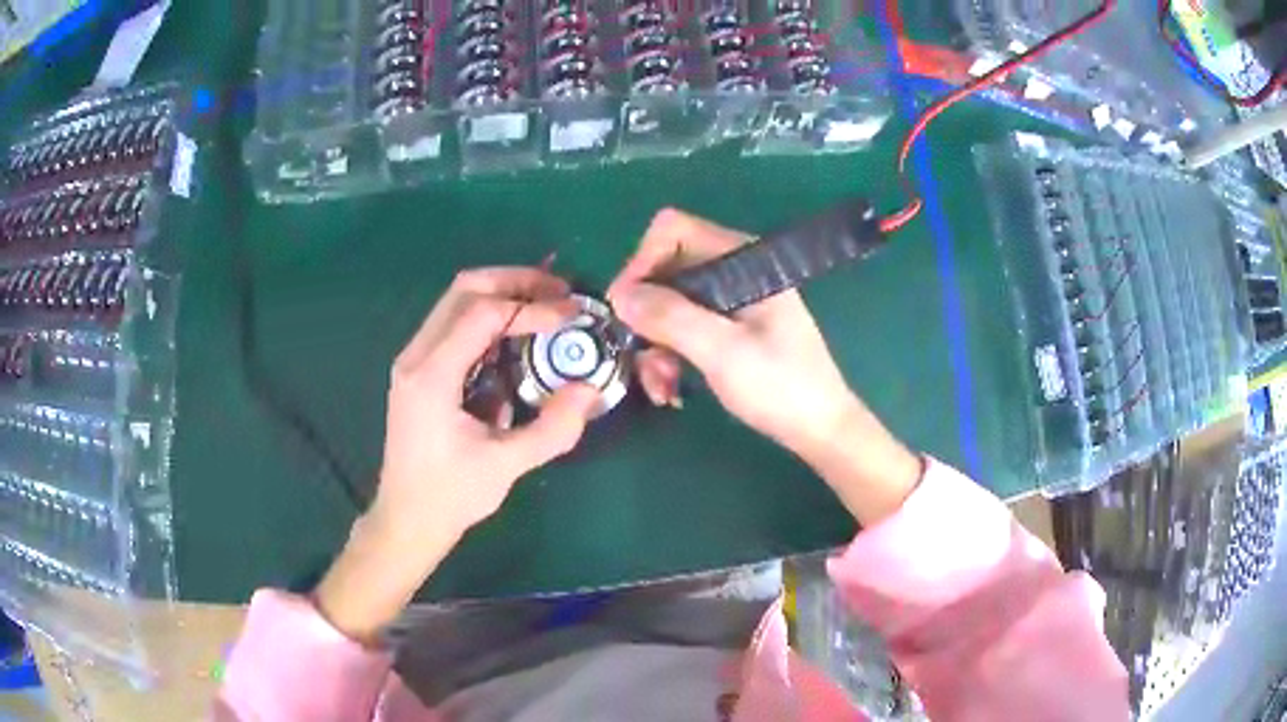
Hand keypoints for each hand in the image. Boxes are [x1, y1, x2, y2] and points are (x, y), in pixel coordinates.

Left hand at [316, 267, 599, 643]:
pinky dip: (488, 318)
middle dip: (516, 281)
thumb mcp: (506, 465)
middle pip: (465, 289)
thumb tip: (590, 389)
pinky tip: (517, 337)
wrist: (406, 519)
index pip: (484, 314)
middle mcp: (416, 356)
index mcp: (432, 376)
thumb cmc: (450, 496)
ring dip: (502, 295)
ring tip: (545, 306)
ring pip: (456, 301)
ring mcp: (413, 360)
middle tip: (560, 291)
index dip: (532, 308)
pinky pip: (453, 324)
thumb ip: (553, 428)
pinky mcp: (418, 370)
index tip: (571, 315)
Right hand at [608, 209, 921, 524]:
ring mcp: (731, 299)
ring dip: (655, 344)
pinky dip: (670, 355)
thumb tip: (620, 295)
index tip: (626, 309)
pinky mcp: (728, 326)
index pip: (672, 231)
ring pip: (669, 304)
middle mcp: (733, 270)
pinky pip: (683, 327)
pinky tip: (672, 389)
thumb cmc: (780, 386)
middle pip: (665, 270)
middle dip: (646, 316)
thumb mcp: (722, 351)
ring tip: (661, 387)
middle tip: (639, 357)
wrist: (818, 428)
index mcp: (741, 259)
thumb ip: (671, 317)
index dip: (641, 263)